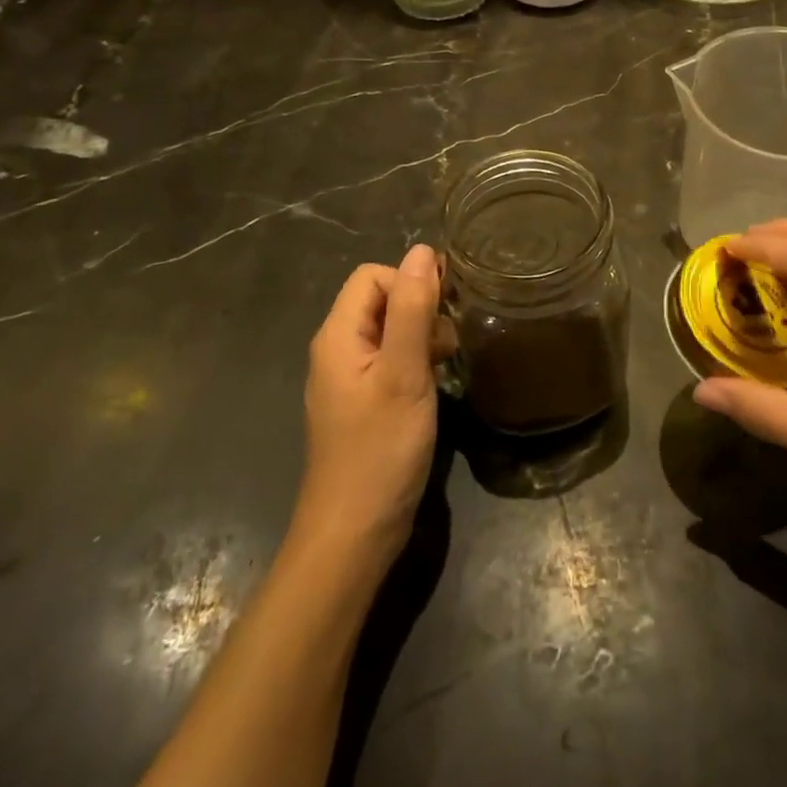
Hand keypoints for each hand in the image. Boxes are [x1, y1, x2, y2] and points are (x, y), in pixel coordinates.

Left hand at [295, 244, 447, 570]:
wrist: (353, 535)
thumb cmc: (379, 449)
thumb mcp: (403, 373)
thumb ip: (412, 310)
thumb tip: (422, 250)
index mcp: (338, 335)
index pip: (373, 276)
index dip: (410, 283)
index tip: (443, 313)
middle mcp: (337, 350)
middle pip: (380, 300)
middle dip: (420, 308)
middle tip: (449, 343)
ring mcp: (348, 379)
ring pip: (389, 330)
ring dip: (421, 335)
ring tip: (446, 364)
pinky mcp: (362, 403)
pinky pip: (389, 360)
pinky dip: (415, 361)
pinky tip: (434, 385)